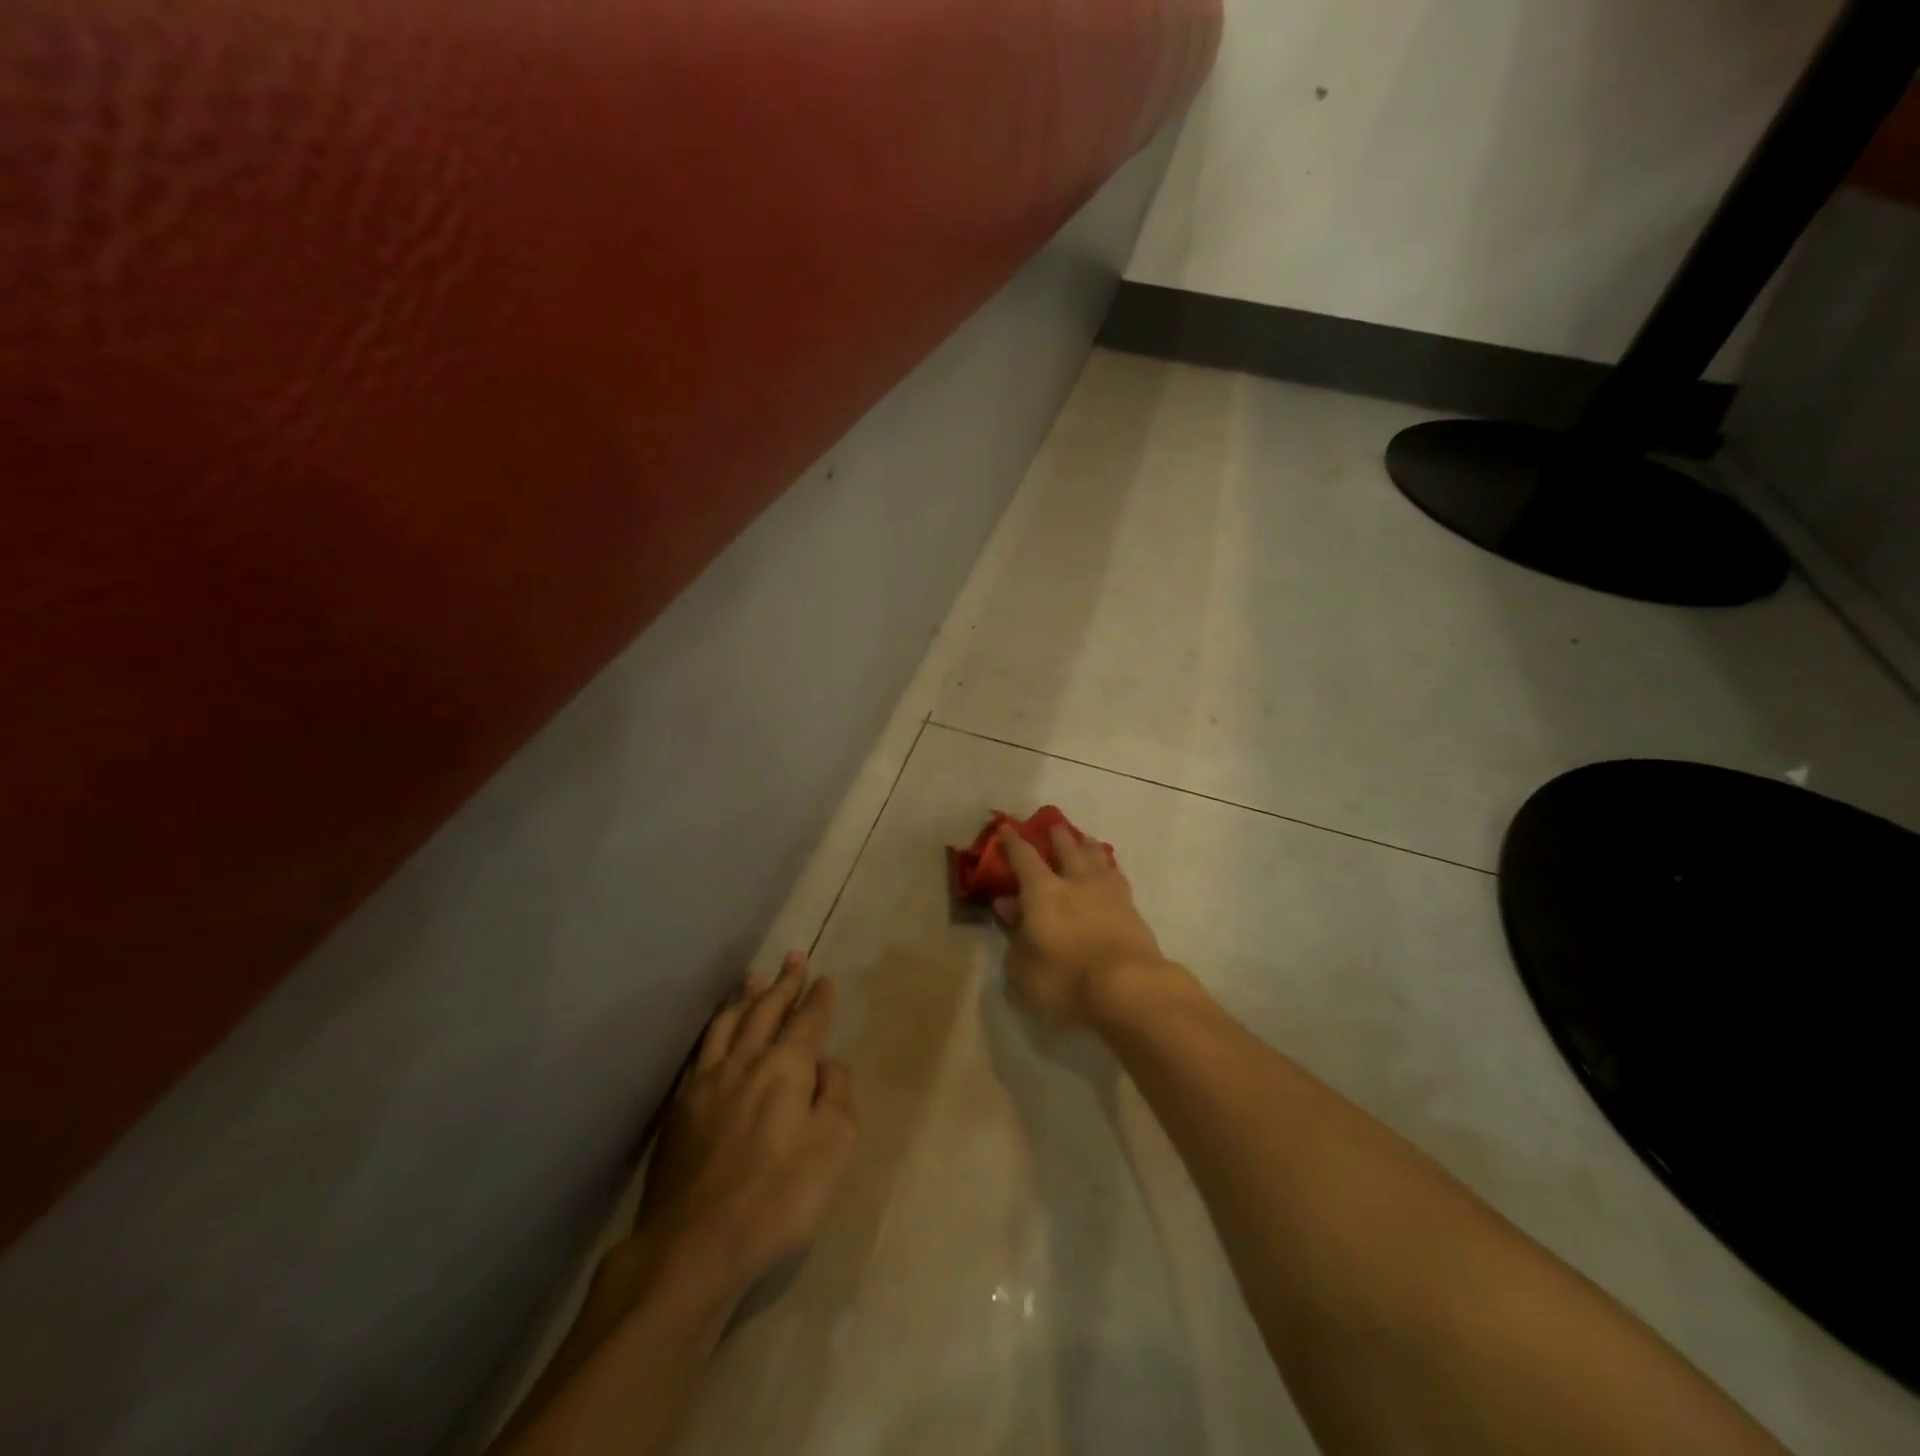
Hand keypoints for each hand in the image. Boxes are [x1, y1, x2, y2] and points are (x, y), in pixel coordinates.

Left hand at [633, 953, 857, 1303]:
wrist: (695, 1243)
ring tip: (753, 978)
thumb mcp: (834, 1146)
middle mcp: (745, 1061)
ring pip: (728, 1023)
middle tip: (794, 959)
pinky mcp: (679, 1107)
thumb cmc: (779, 1196)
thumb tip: (826, 1065)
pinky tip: (715, 1033)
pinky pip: (700, 1052)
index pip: (807, 1021)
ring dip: (745, 998)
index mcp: (786, 1067)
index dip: (818, 998)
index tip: (825, 979)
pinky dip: (714, 1031)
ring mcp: (707, 1081)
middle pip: (766, 1011)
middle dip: (784, 983)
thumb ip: (837, 1094)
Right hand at [994, 823, 1175, 1028]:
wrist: (1129, 989)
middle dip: (1058, 836)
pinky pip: (1117, 877)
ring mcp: (1108, 893)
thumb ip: (1013, 933)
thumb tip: (1006, 905)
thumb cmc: (1065, 980)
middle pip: (1067, 849)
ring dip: (1088, 846)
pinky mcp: (1133, 910)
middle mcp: (1076, 882)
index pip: (1024, 857)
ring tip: (1086, 839)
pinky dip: (1110, 869)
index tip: (1006, 827)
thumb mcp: (1022, 966)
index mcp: (1043, 891)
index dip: (1013, 842)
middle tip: (1054, 826)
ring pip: (1097, 858)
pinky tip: (1110, 872)